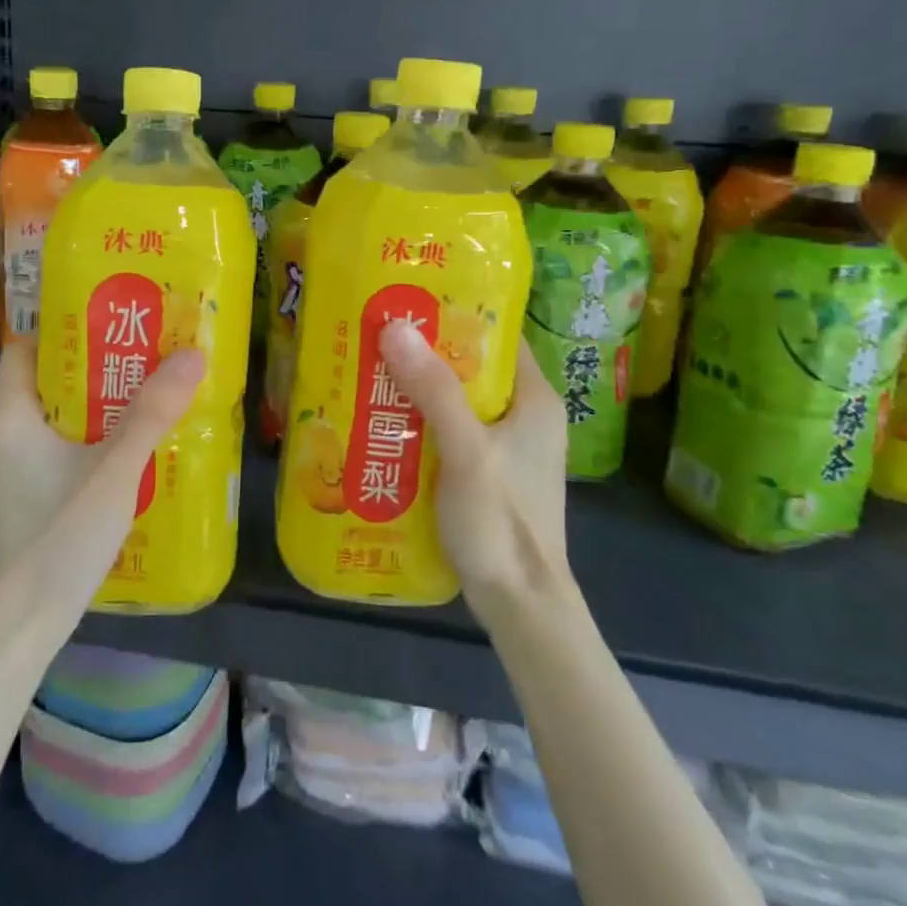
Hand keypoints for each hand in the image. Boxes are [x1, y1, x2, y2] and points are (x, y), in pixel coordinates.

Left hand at [0, 338, 204, 651]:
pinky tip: (114, 458)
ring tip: (138, 402)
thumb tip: (192, 354)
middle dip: (89, 370)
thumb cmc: (56, 541)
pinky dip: (74, 443)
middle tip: (141, 360)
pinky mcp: (6, 503)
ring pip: (43, 421)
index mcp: (5, 417)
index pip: (26, 349)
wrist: (12, 636)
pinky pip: (41, 453)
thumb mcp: (113, 472)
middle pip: (40, 383)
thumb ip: (151, 413)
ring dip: (86, 410)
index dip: (67, 331)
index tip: (114, 324)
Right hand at [378, 320, 571, 620]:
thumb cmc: (502, 522)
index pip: (498, 336)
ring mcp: (507, 447)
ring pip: (457, 401)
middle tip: (378, 333)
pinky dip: (421, 421)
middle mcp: (525, 416)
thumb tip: (395, 327)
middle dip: (426, 352)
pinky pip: (450, 431)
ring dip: (419, 388)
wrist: (521, 606)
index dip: (457, 313)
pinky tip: (384, 420)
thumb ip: (435, 390)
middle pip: (472, 368)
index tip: (410, 300)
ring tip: (371, 369)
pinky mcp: (488, 473)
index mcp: (535, 399)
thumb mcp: (467, 451)